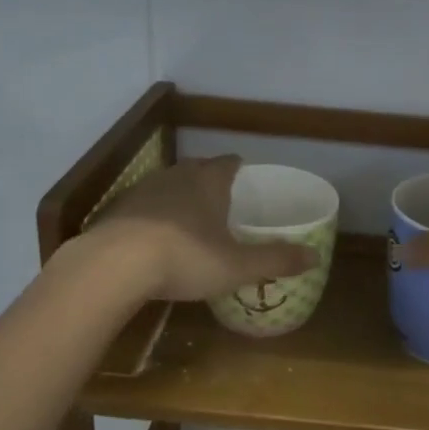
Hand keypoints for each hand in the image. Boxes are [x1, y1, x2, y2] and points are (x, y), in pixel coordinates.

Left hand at [83, 154, 317, 301]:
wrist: (112, 266)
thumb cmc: (184, 258)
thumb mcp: (237, 265)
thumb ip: (276, 259)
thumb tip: (316, 256)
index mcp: (208, 182)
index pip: (228, 163)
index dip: (238, 168)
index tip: (245, 175)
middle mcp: (175, 177)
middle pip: (196, 169)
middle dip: (209, 180)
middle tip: (222, 198)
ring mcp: (142, 191)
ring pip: (168, 185)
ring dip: (179, 196)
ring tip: (189, 217)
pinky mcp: (116, 210)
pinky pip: (143, 206)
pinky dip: (153, 216)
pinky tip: (155, 237)